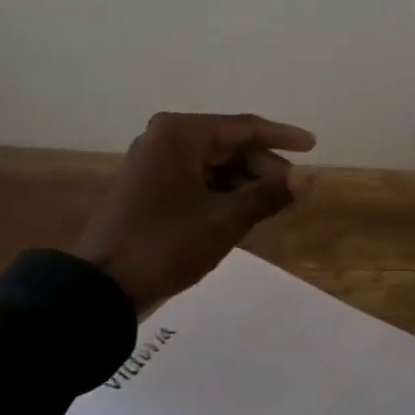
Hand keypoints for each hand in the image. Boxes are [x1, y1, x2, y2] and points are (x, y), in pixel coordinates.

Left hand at [75, 112, 316, 313]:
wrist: (102, 287)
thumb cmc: (167, 244)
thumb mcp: (226, 220)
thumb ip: (271, 194)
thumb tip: (310, 178)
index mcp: (181, 134)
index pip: (244, 127)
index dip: (282, 137)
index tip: (313, 147)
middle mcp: (164, 138)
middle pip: (229, 144)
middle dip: (264, 166)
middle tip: (294, 190)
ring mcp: (153, 162)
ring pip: (213, 163)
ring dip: (245, 181)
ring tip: (273, 204)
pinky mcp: (148, 186)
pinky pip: (197, 178)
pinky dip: (223, 191)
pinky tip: (243, 210)